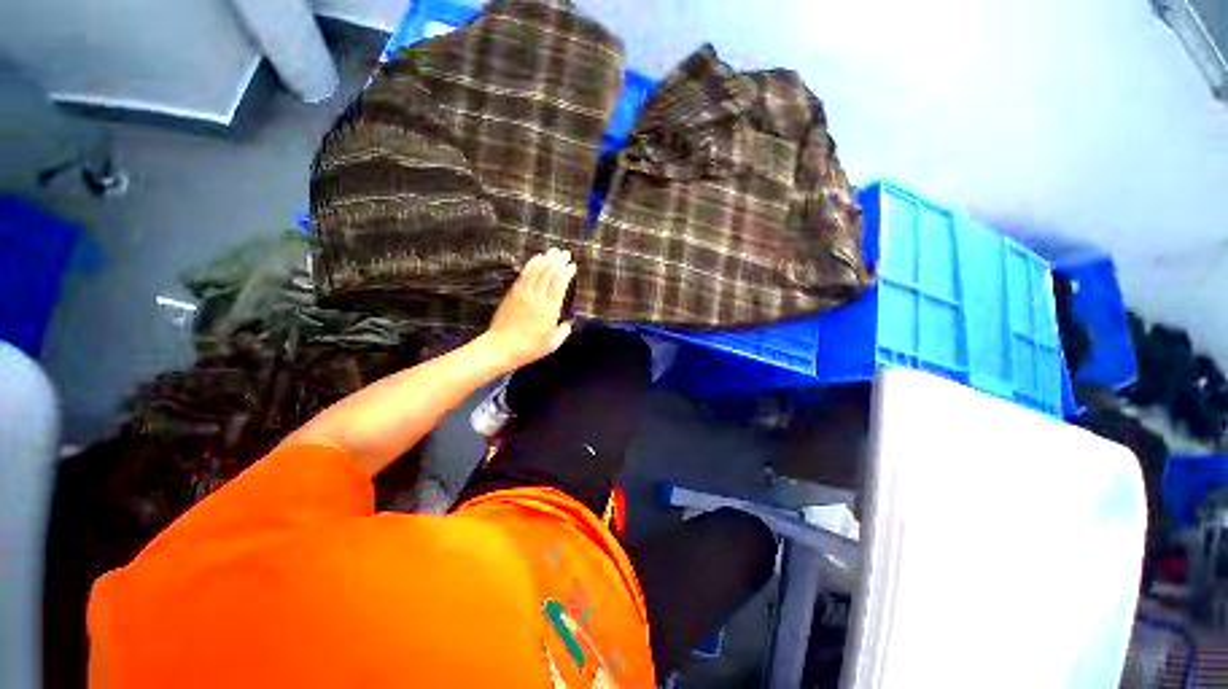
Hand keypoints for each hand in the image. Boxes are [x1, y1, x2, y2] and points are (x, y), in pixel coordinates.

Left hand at [482, 248, 576, 369]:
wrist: (501, 348)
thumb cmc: (529, 349)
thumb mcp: (552, 344)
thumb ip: (563, 332)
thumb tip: (568, 324)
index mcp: (549, 310)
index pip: (559, 285)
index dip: (566, 273)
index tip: (573, 265)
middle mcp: (537, 298)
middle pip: (548, 274)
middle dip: (558, 261)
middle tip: (565, 253)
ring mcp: (523, 294)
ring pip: (536, 271)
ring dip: (545, 260)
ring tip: (553, 251)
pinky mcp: (512, 294)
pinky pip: (523, 275)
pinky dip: (531, 264)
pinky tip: (536, 258)